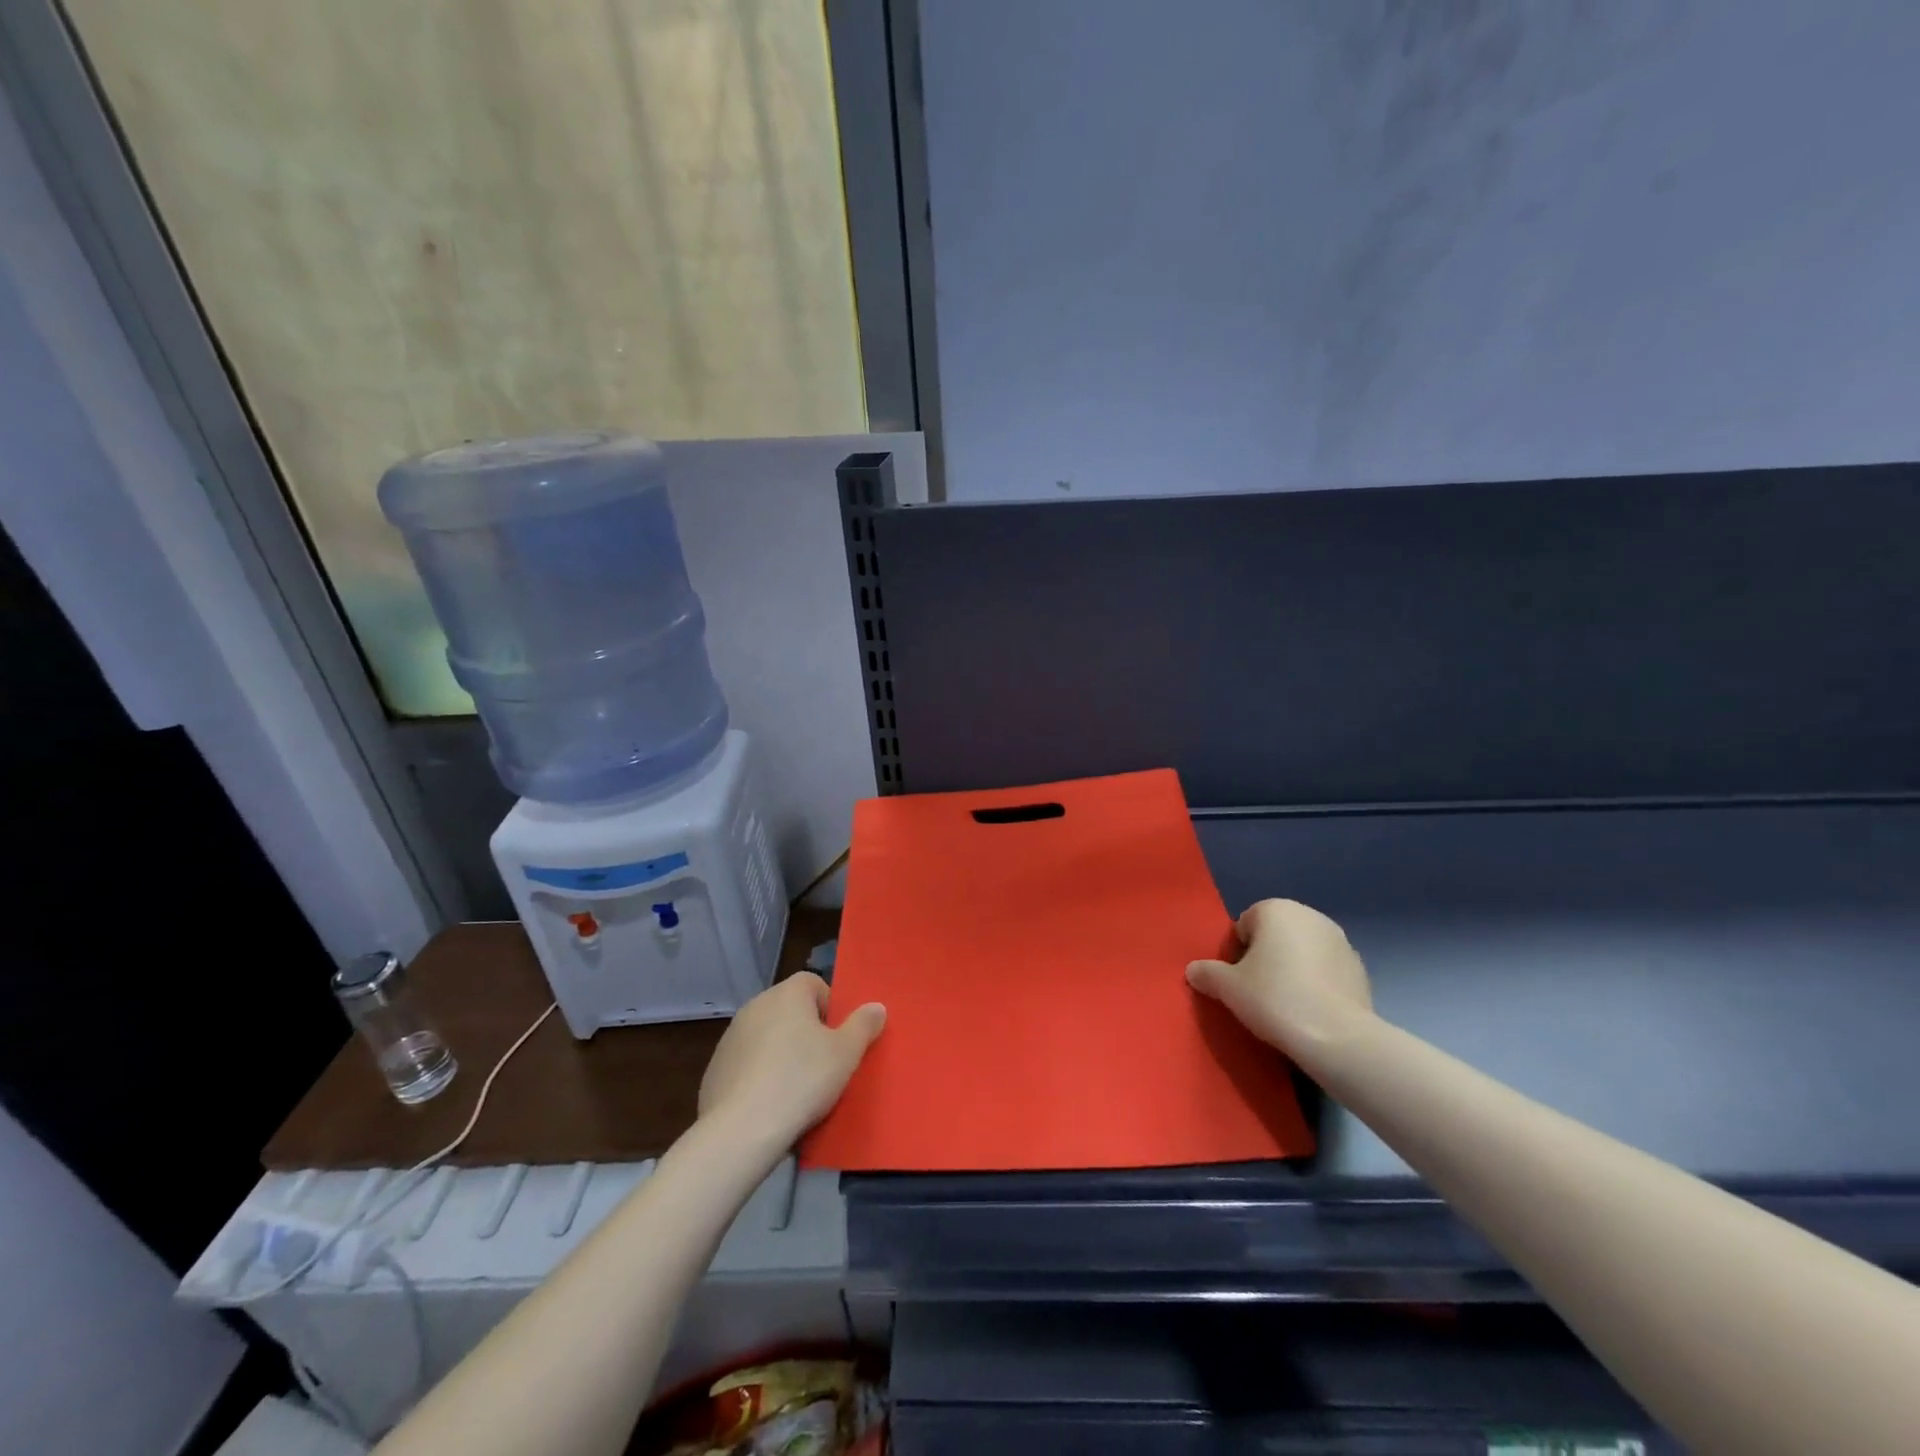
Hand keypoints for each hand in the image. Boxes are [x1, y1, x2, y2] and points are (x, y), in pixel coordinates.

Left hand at [698, 973, 885, 1147]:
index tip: (839, 1039)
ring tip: (796, 1091)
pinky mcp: (715, 1070)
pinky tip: (769, 1105)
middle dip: (807, 1033)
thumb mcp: (846, 1053)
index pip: (814, 984)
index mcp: (786, 994)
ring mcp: (730, 1038)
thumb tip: (876, 1006)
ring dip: (781, 1055)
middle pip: (790, 1011)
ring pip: (767, 1038)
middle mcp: (755, 1006)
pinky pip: (747, 1065)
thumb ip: (864, 1025)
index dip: (831, 1008)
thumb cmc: (801, 1080)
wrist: (742, 1131)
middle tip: (824, 1066)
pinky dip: (759, 1077)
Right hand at [1186, 898, 1373, 1056]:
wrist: (1337, 1038)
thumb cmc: (1274, 998)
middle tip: (1258, 991)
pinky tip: (1311, 1012)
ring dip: (1293, 970)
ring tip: (1286, 1004)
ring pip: (1303, 952)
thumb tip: (1193, 970)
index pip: (1244, 925)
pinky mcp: (1360, 970)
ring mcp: (1341, 942)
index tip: (1237, 980)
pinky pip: (1326, 972)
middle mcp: (1311, 916)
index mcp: (1277, 910)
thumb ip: (1207, 973)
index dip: (1236, 953)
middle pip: (1275, 935)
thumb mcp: (1227, 987)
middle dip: (1266, 958)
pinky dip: (1317, 985)